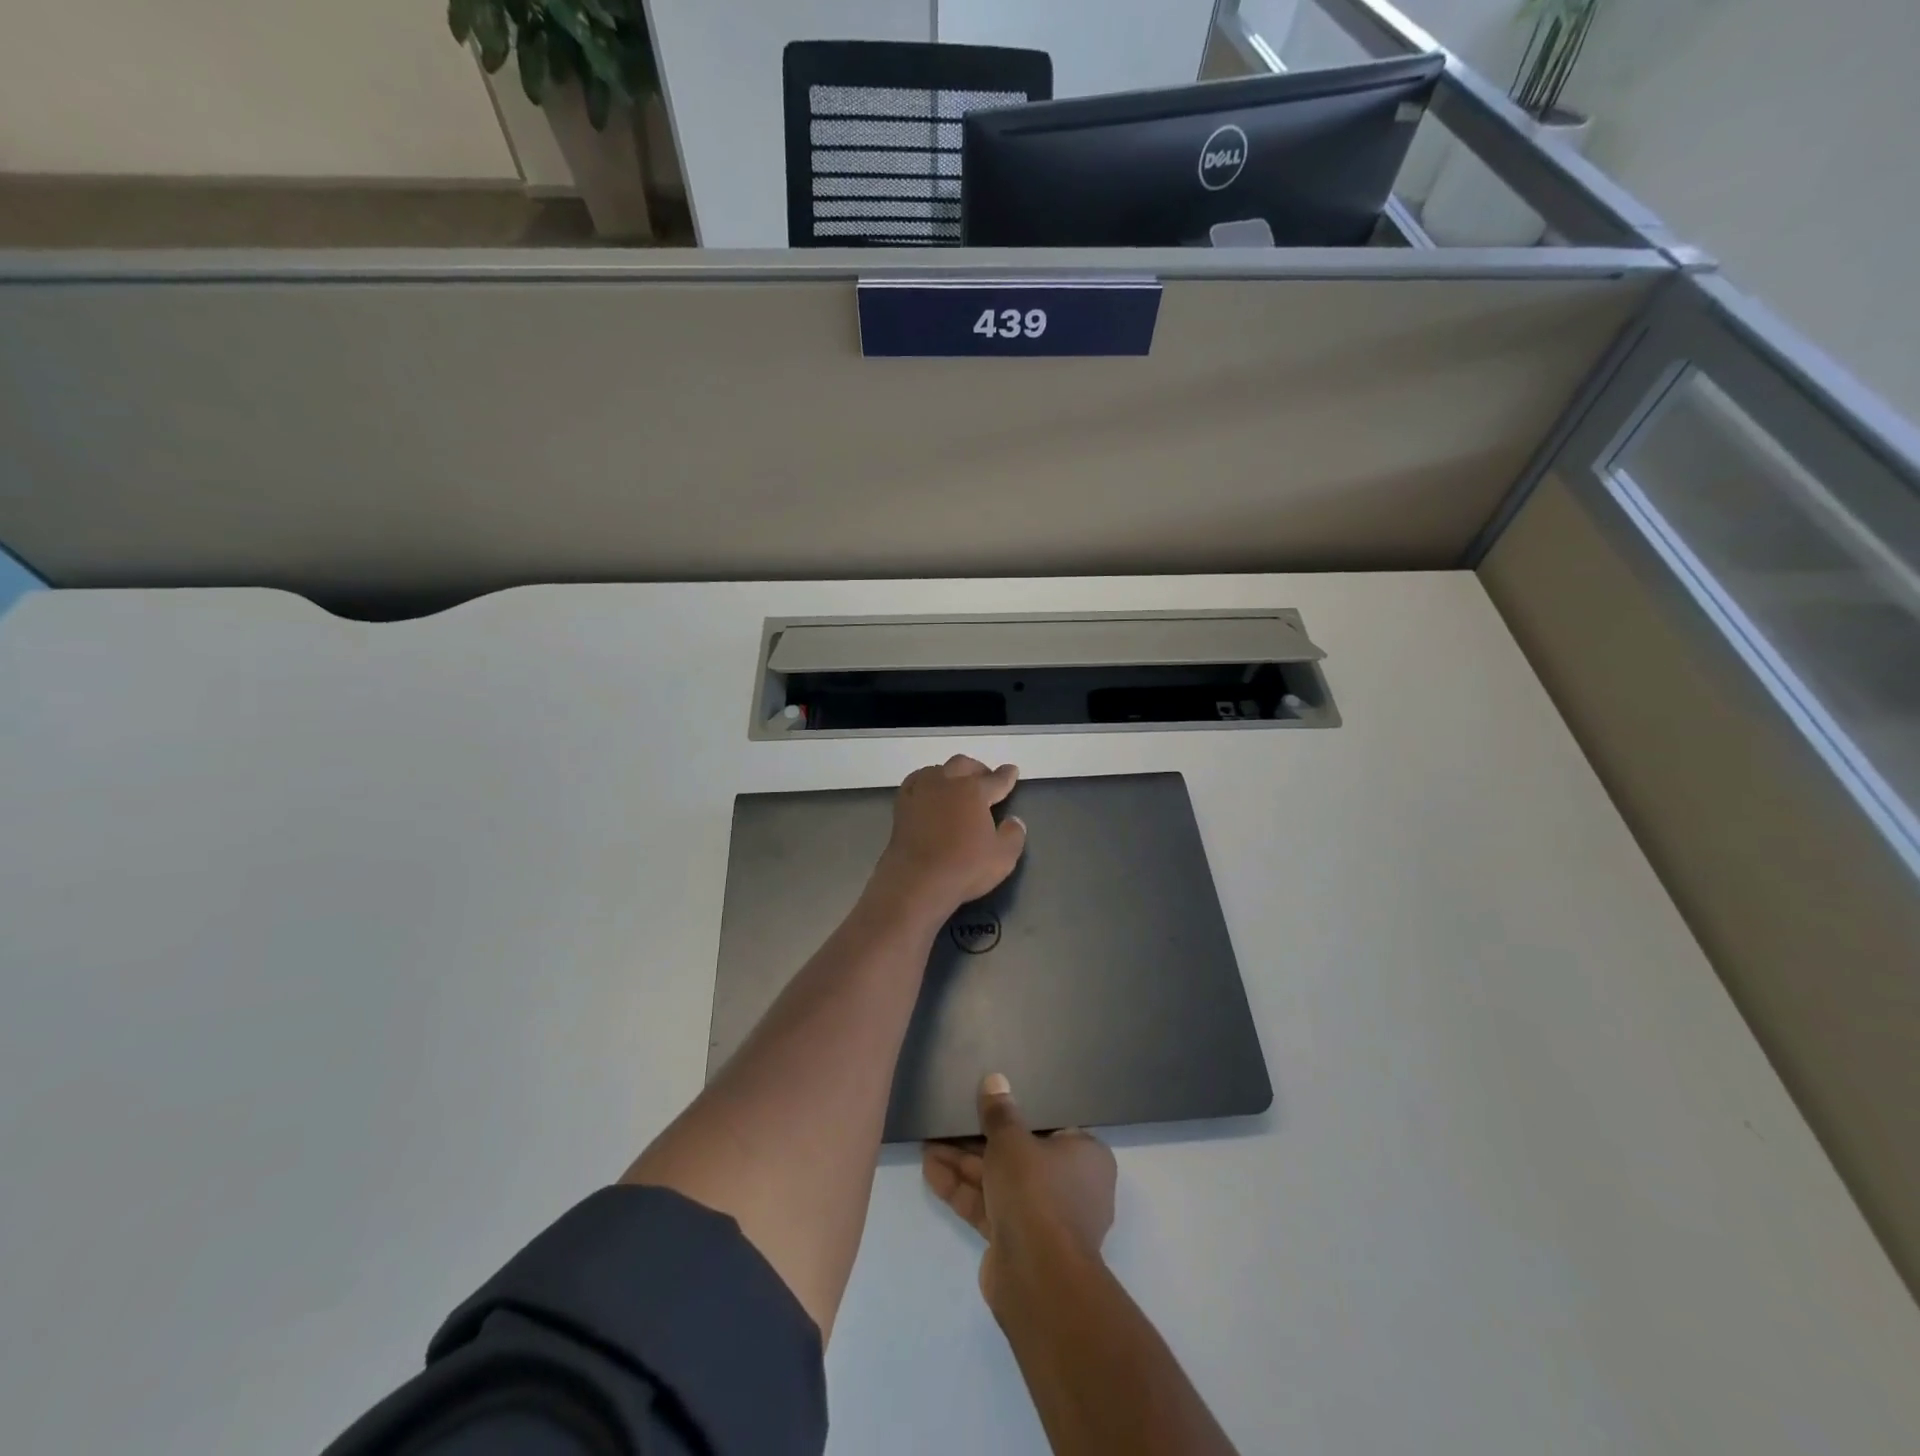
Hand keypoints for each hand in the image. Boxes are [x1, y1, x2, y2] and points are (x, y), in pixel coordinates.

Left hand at [871, 756, 1026, 920]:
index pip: (996, 779)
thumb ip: (1013, 835)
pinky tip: (927, 790)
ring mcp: (921, 791)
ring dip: (950, 773)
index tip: (1011, 770)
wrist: (916, 881)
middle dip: (977, 769)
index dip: (1006, 775)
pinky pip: (915, 781)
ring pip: (937, 769)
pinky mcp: (902, 805)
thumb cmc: (964, 868)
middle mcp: (947, 783)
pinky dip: (925, 781)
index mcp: (974, 791)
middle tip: (985, 780)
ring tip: (956, 784)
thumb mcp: (1003, 857)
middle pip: (963, 765)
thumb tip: (1014, 821)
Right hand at [923, 1074, 1117, 1315]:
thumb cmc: (1037, 1191)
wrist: (1036, 1278)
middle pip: (1019, 1154)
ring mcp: (1043, 1218)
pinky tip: (929, 1170)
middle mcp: (1070, 1185)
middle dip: (979, 1140)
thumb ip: (1000, 1112)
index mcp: (1085, 1156)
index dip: (1019, 1113)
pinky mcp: (1017, 1241)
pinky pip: (989, 1207)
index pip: (1051, 1126)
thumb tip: (995, 1080)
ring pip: (999, 1181)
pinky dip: (963, 1190)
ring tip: (927, 1142)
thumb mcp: (1012, 1140)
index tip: (991, 1101)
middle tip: (949, 1120)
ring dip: (963, 1164)